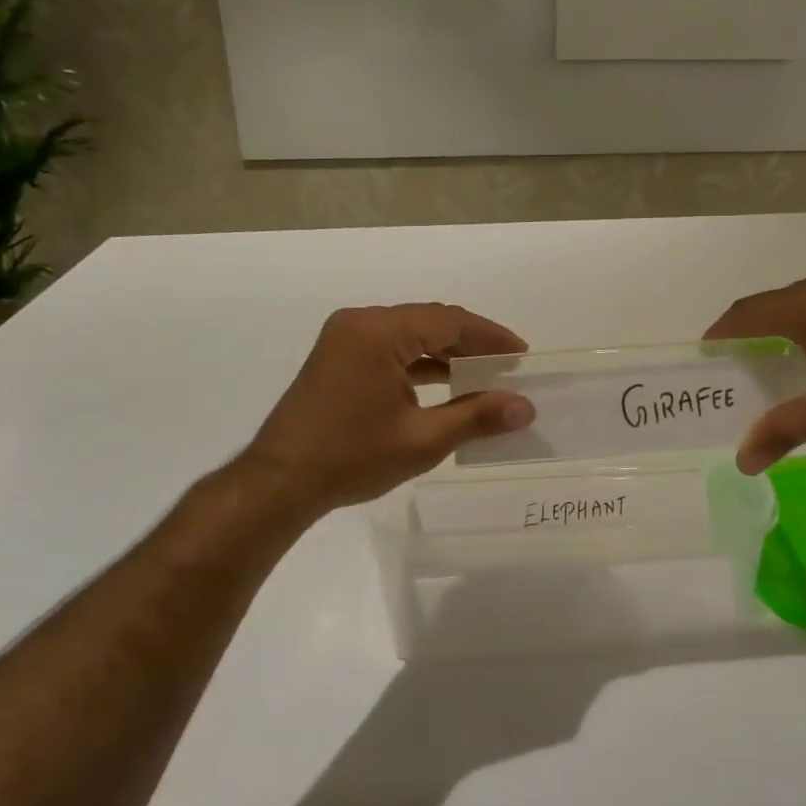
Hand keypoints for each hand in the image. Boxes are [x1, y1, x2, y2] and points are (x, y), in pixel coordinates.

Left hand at [243, 303, 534, 511]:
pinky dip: (419, 363)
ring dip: (445, 353)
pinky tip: (444, 385)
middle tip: (507, 365)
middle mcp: (359, 323)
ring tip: (483, 375)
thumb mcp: (422, 439)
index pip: (448, 321)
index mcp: (378, 332)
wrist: (279, 483)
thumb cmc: (351, 458)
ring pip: (409, 335)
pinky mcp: (337, 358)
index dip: (490, 336)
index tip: (522, 354)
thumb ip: (477, 417)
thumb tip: (525, 407)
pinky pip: (389, 349)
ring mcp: (344, 339)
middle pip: (429, 322)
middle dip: (470, 343)